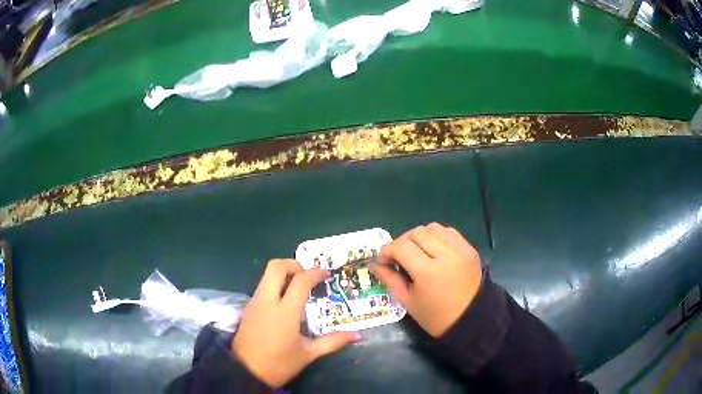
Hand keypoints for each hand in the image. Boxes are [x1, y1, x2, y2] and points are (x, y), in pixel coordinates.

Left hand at [233, 259, 361, 386]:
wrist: (245, 372)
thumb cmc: (279, 364)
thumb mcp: (308, 354)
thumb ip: (333, 342)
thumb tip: (356, 335)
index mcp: (285, 312)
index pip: (300, 281)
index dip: (315, 273)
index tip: (326, 273)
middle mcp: (267, 300)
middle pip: (276, 267)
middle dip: (294, 264)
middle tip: (308, 275)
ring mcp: (255, 302)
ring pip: (267, 274)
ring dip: (283, 273)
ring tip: (299, 285)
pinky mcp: (248, 307)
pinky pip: (262, 286)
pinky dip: (275, 283)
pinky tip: (285, 299)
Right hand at [371, 223, 482, 337]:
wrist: (470, 320)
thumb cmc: (434, 316)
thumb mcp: (407, 301)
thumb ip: (389, 279)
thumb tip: (375, 264)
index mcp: (428, 272)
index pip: (401, 247)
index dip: (387, 250)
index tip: (383, 260)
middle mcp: (446, 254)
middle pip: (417, 233)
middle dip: (402, 241)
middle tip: (398, 256)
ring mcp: (461, 249)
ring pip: (433, 228)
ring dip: (420, 236)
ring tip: (416, 251)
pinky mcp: (470, 249)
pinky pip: (449, 232)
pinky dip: (437, 236)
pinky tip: (433, 250)